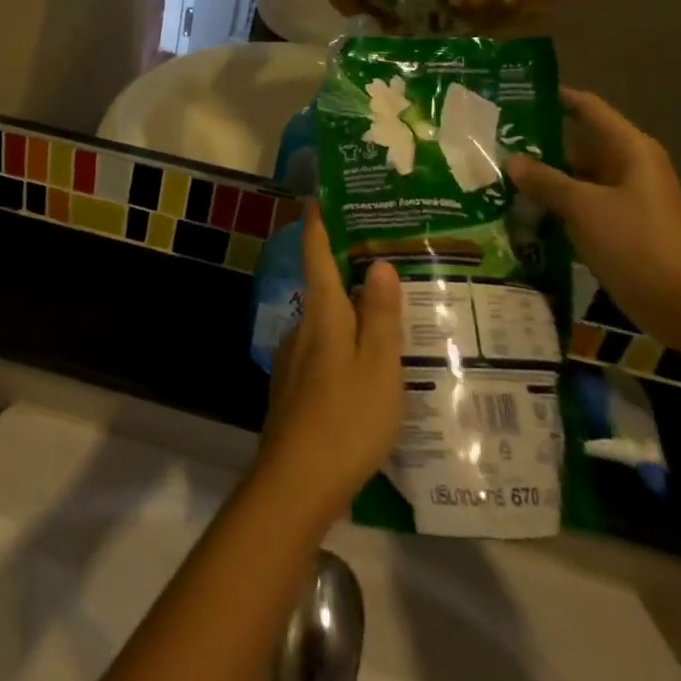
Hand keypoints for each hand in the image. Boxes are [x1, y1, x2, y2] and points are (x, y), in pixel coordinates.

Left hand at [259, 208, 403, 518]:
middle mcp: (301, 328)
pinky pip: (323, 353)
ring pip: (325, 324)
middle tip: (385, 261)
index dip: (317, 225)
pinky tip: (367, 369)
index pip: (316, 255)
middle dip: (346, 272)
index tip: (319, 197)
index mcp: (322, 315)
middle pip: (322, 288)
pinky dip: (344, 346)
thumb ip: (379, 315)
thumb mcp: (377, 366)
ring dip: (349, 314)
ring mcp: (293, 361)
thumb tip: (377, 263)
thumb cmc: (345, 418)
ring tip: (387, 317)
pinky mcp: (294, 390)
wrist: (296, 483)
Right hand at [503, 88, 680, 343]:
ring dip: (541, 181)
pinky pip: (578, 208)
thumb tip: (511, 159)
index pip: (587, 109)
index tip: (514, 94)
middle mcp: (627, 168)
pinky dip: (553, 208)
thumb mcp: (585, 207)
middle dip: (537, 146)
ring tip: (494, 177)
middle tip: (490, 144)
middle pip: (576, 145)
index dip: (555, 98)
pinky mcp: (617, 230)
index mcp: (628, 150)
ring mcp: (622, 201)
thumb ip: (546, 180)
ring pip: (574, 180)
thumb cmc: (639, 243)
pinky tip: (517, 212)